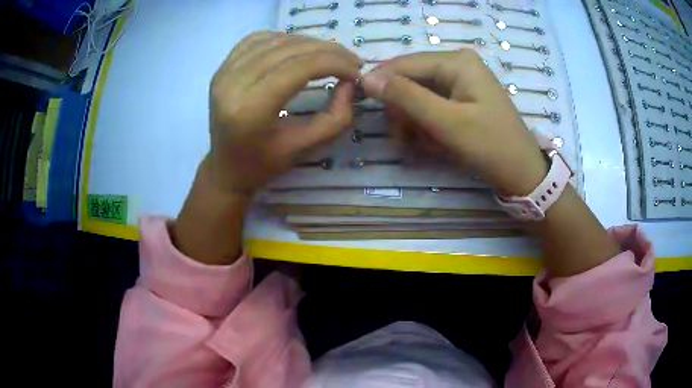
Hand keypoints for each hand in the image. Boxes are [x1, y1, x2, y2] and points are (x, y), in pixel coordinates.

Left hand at [207, 31, 361, 195]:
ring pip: (275, 40)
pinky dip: (284, 38)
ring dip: (308, 42)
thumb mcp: (306, 149)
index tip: (356, 70)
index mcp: (250, 110)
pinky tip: (298, 49)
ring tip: (329, 55)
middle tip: (350, 60)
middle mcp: (232, 85)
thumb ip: (335, 118)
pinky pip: (257, 39)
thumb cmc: (264, 164)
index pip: (300, 67)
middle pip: (289, 49)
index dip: (334, 62)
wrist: (225, 167)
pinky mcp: (222, 68)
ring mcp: (224, 73)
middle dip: (327, 50)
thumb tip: (350, 82)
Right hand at [362, 50, 546, 195]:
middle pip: (412, 80)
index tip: (363, 104)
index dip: (382, 82)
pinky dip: (427, 126)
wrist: (521, 172)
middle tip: (402, 140)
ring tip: (421, 147)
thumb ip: (406, 96)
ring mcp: (461, 82)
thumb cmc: (489, 145)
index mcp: (457, 61)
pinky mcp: (462, 98)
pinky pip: (432, 106)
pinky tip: (433, 144)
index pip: (406, 63)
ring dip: (414, 122)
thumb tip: (367, 78)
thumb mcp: (446, 121)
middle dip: (403, 110)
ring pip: (419, 95)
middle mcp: (458, 65)